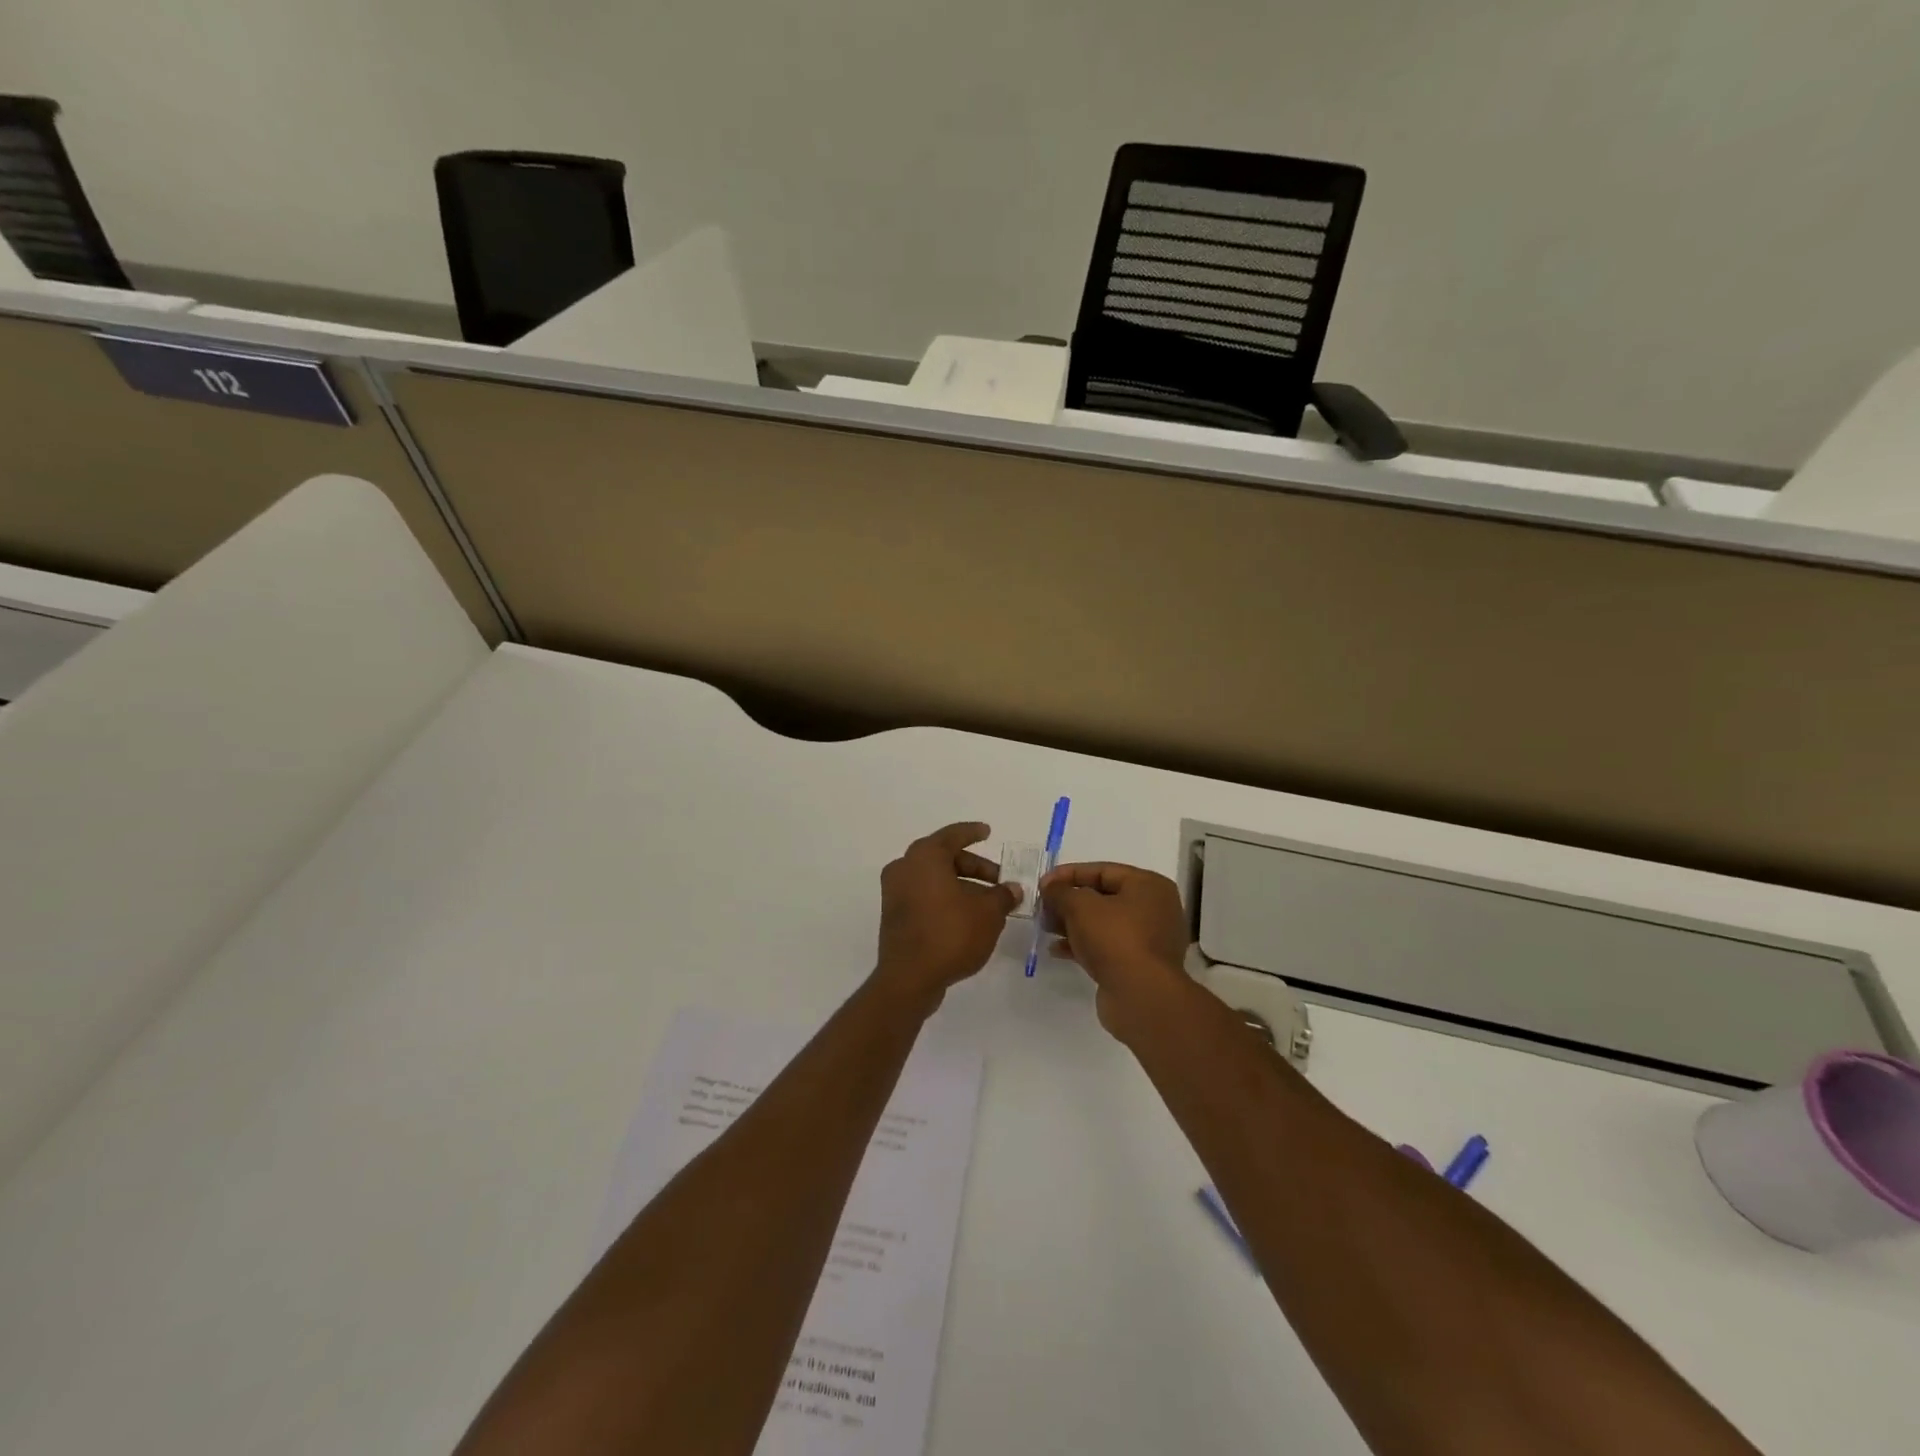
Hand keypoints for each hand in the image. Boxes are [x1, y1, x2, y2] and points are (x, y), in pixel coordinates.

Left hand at [875, 823, 1020, 1007]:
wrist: (909, 978)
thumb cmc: (951, 933)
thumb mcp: (988, 913)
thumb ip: (1002, 896)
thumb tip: (1012, 889)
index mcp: (925, 856)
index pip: (953, 835)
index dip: (973, 832)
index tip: (988, 832)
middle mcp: (905, 867)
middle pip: (944, 858)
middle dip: (974, 867)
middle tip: (999, 880)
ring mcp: (895, 892)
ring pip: (934, 879)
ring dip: (962, 886)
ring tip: (989, 904)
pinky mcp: (894, 915)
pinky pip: (925, 896)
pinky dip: (946, 899)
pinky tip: (968, 917)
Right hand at [1040, 862, 1192, 1041]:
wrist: (1141, 996)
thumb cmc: (1114, 939)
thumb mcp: (1080, 906)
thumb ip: (1061, 891)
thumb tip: (1051, 888)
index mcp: (1149, 886)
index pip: (1103, 871)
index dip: (1069, 874)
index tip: (1042, 884)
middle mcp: (1154, 909)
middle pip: (1103, 897)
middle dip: (1069, 901)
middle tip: (1043, 908)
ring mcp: (1148, 940)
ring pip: (1103, 923)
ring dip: (1072, 924)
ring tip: (1046, 928)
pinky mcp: (1138, 965)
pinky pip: (1106, 946)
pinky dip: (1082, 945)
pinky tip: (1057, 950)